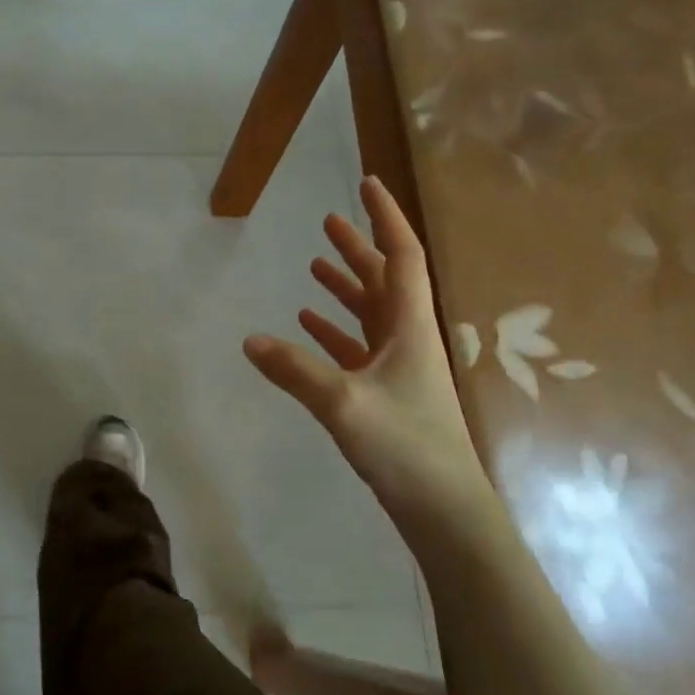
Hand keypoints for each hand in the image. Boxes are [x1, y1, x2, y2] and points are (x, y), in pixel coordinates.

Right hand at [244, 176, 502, 560]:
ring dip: (345, 287)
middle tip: (329, 220)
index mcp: (410, 328)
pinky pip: (358, 349)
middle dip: (358, 248)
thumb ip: (295, 370)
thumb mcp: (343, 404)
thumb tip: (249, 340)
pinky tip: (308, 325)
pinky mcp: (386, 395)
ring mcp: (399, 368)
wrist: (444, 510)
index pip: (401, 257)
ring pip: (370, 314)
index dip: (385, 219)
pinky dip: (335, 332)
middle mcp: (408, 339)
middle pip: (384, 280)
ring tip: (315, 264)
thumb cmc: (405, 447)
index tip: (367, 184)